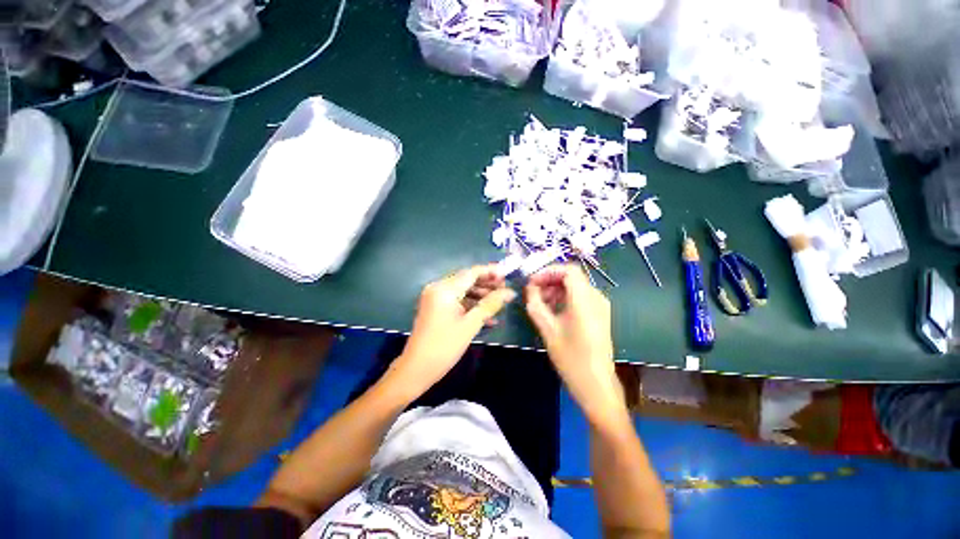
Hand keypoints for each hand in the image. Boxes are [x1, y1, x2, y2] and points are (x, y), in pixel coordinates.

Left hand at [391, 265, 515, 392]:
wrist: (416, 369)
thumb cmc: (444, 347)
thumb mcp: (470, 325)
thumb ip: (491, 304)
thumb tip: (510, 292)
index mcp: (444, 289)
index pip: (472, 272)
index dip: (491, 272)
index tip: (508, 275)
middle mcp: (438, 288)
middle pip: (467, 280)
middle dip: (487, 284)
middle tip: (506, 291)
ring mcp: (435, 298)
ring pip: (463, 290)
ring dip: (481, 296)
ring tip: (500, 302)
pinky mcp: (436, 308)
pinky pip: (457, 301)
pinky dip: (471, 305)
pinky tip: (488, 316)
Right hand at [525, 265, 626, 425]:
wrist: (596, 385)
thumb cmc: (571, 358)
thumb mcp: (548, 330)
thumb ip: (536, 304)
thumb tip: (530, 288)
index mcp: (585, 300)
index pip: (568, 270)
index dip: (548, 271)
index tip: (532, 282)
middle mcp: (596, 298)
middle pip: (571, 277)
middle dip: (549, 281)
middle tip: (533, 293)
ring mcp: (600, 306)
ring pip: (575, 287)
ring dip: (556, 290)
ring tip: (540, 304)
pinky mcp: (599, 314)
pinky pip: (580, 297)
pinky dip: (564, 298)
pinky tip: (553, 311)